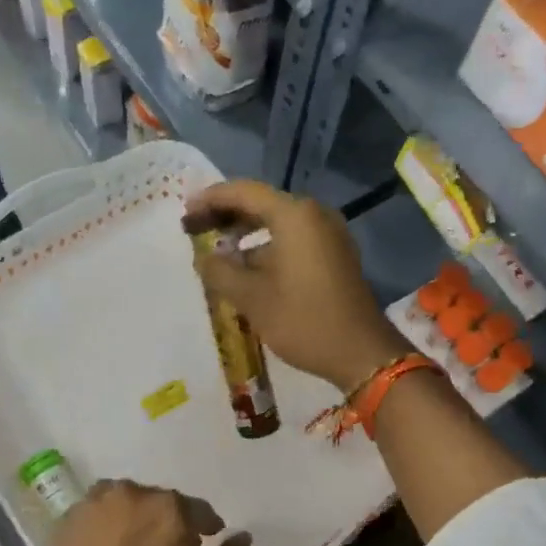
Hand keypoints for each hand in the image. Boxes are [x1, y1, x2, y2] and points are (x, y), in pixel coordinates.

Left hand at [27, 481, 250, 545]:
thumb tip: (242, 537)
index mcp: (170, 513)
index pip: (200, 511)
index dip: (207, 528)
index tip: (206, 543)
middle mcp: (133, 496)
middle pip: (163, 502)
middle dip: (172, 523)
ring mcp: (96, 503)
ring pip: (130, 502)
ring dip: (140, 519)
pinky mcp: (68, 518)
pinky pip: (100, 511)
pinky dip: (111, 524)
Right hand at [184, 181, 411, 391]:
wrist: (361, 353)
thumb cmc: (304, 321)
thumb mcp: (252, 298)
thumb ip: (220, 272)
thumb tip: (203, 257)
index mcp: (294, 215)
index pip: (243, 192)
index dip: (209, 200)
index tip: (184, 216)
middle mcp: (315, 215)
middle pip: (262, 204)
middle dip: (226, 215)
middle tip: (194, 230)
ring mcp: (330, 234)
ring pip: (279, 223)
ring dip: (247, 233)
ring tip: (217, 252)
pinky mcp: (336, 255)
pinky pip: (294, 239)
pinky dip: (268, 246)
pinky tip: (248, 268)